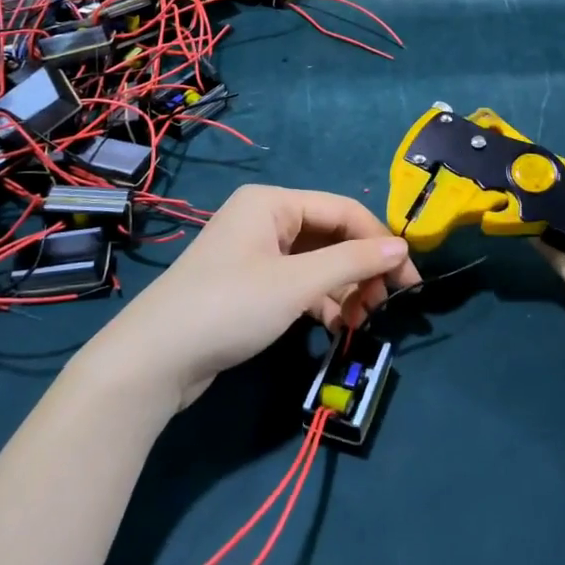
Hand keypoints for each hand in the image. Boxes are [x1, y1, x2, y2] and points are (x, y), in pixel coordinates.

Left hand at [93, 185, 418, 408]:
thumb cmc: (229, 307)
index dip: (380, 242)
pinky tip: (338, 327)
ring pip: (318, 263)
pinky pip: (299, 284)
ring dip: (344, 289)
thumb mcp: (296, 283)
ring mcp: (256, 254)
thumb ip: (353, 262)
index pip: (343, 211)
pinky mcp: (251, 287)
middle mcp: (265, 220)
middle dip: (361, 269)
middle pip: (331, 236)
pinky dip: (321, 303)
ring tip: (363, 321)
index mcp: (272, 203)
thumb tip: (402, 248)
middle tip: (385, 305)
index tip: (409, 279)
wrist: (154, 361)